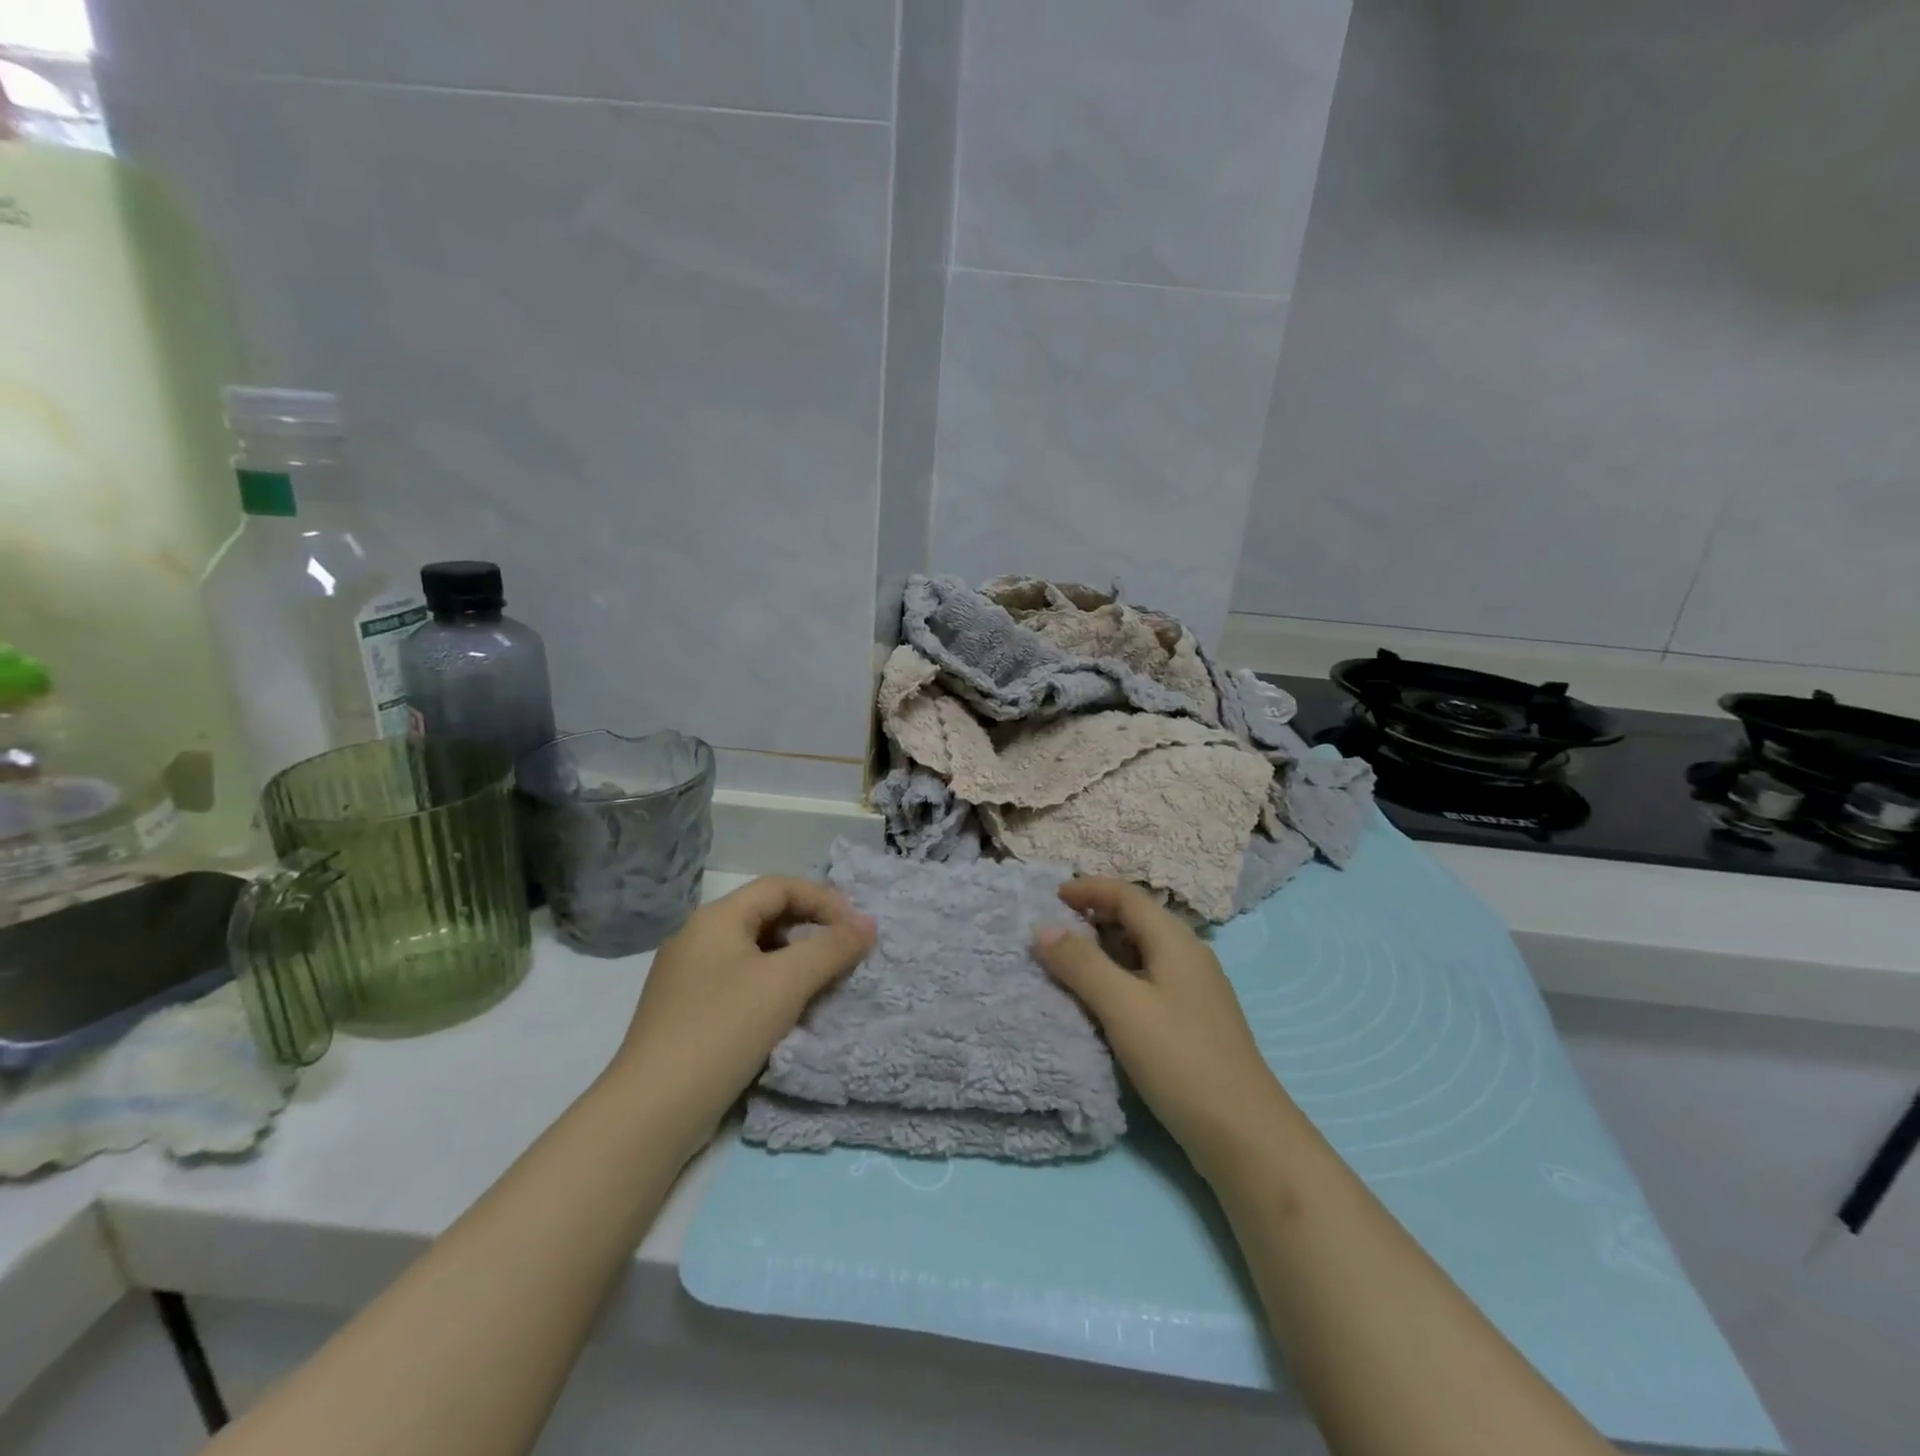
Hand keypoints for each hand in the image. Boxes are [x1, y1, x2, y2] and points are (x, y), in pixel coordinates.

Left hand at [609, 877, 874, 1160]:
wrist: (652, 1112)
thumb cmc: (722, 1030)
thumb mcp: (786, 983)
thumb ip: (832, 948)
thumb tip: (868, 924)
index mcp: (716, 918)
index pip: (779, 887)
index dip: (824, 900)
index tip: (857, 929)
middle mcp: (697, 939)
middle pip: (766, 917)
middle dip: (811, 930)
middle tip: (845, 955)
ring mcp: (688, 979)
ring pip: (755, 953)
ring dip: (794, 962)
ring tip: (824, 986)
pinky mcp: (687, 1015)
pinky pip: (741, 984)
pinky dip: (772, 988)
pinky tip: (789, 1015)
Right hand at [1034, 878, 1296, 1182]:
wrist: (1244, 1134)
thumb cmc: (1180, 1060)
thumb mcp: (1123, 1007)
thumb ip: (1081, 964)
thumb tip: (1043, 928)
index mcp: (1175, 941)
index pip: (1127, 895)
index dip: (1089, 889)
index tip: (1051, 896)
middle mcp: (1189, 955)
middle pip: (1137, 919)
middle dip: (1094, 917)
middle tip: (1053, 931)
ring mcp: (1195, 989)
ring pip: (1142, 951)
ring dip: (1105, 949)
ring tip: (1068, 964)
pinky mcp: (1194, 1019)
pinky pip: (1149, 979)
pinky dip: (1119, 977)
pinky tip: (1102, 1002)